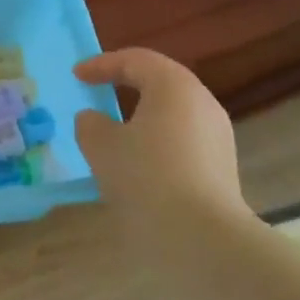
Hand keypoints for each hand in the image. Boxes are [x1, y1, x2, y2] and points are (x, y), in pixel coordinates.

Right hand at [73, 48, 251, 276]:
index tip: (77, 76)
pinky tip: (139, 165)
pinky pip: (183, 140)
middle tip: (98, 92)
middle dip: (126, 84)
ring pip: (173, 114)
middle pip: (160, 82)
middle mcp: (202, 102)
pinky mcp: (222, 168)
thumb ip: (90, 125)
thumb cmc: (147, 178)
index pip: (135, 60)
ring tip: (115, 131)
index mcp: (174, 86)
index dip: (102, 65)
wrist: (204, 239)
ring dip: (142, 116)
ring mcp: (218, 136)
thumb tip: (94, 119)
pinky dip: (157, 142)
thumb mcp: (102, 147)